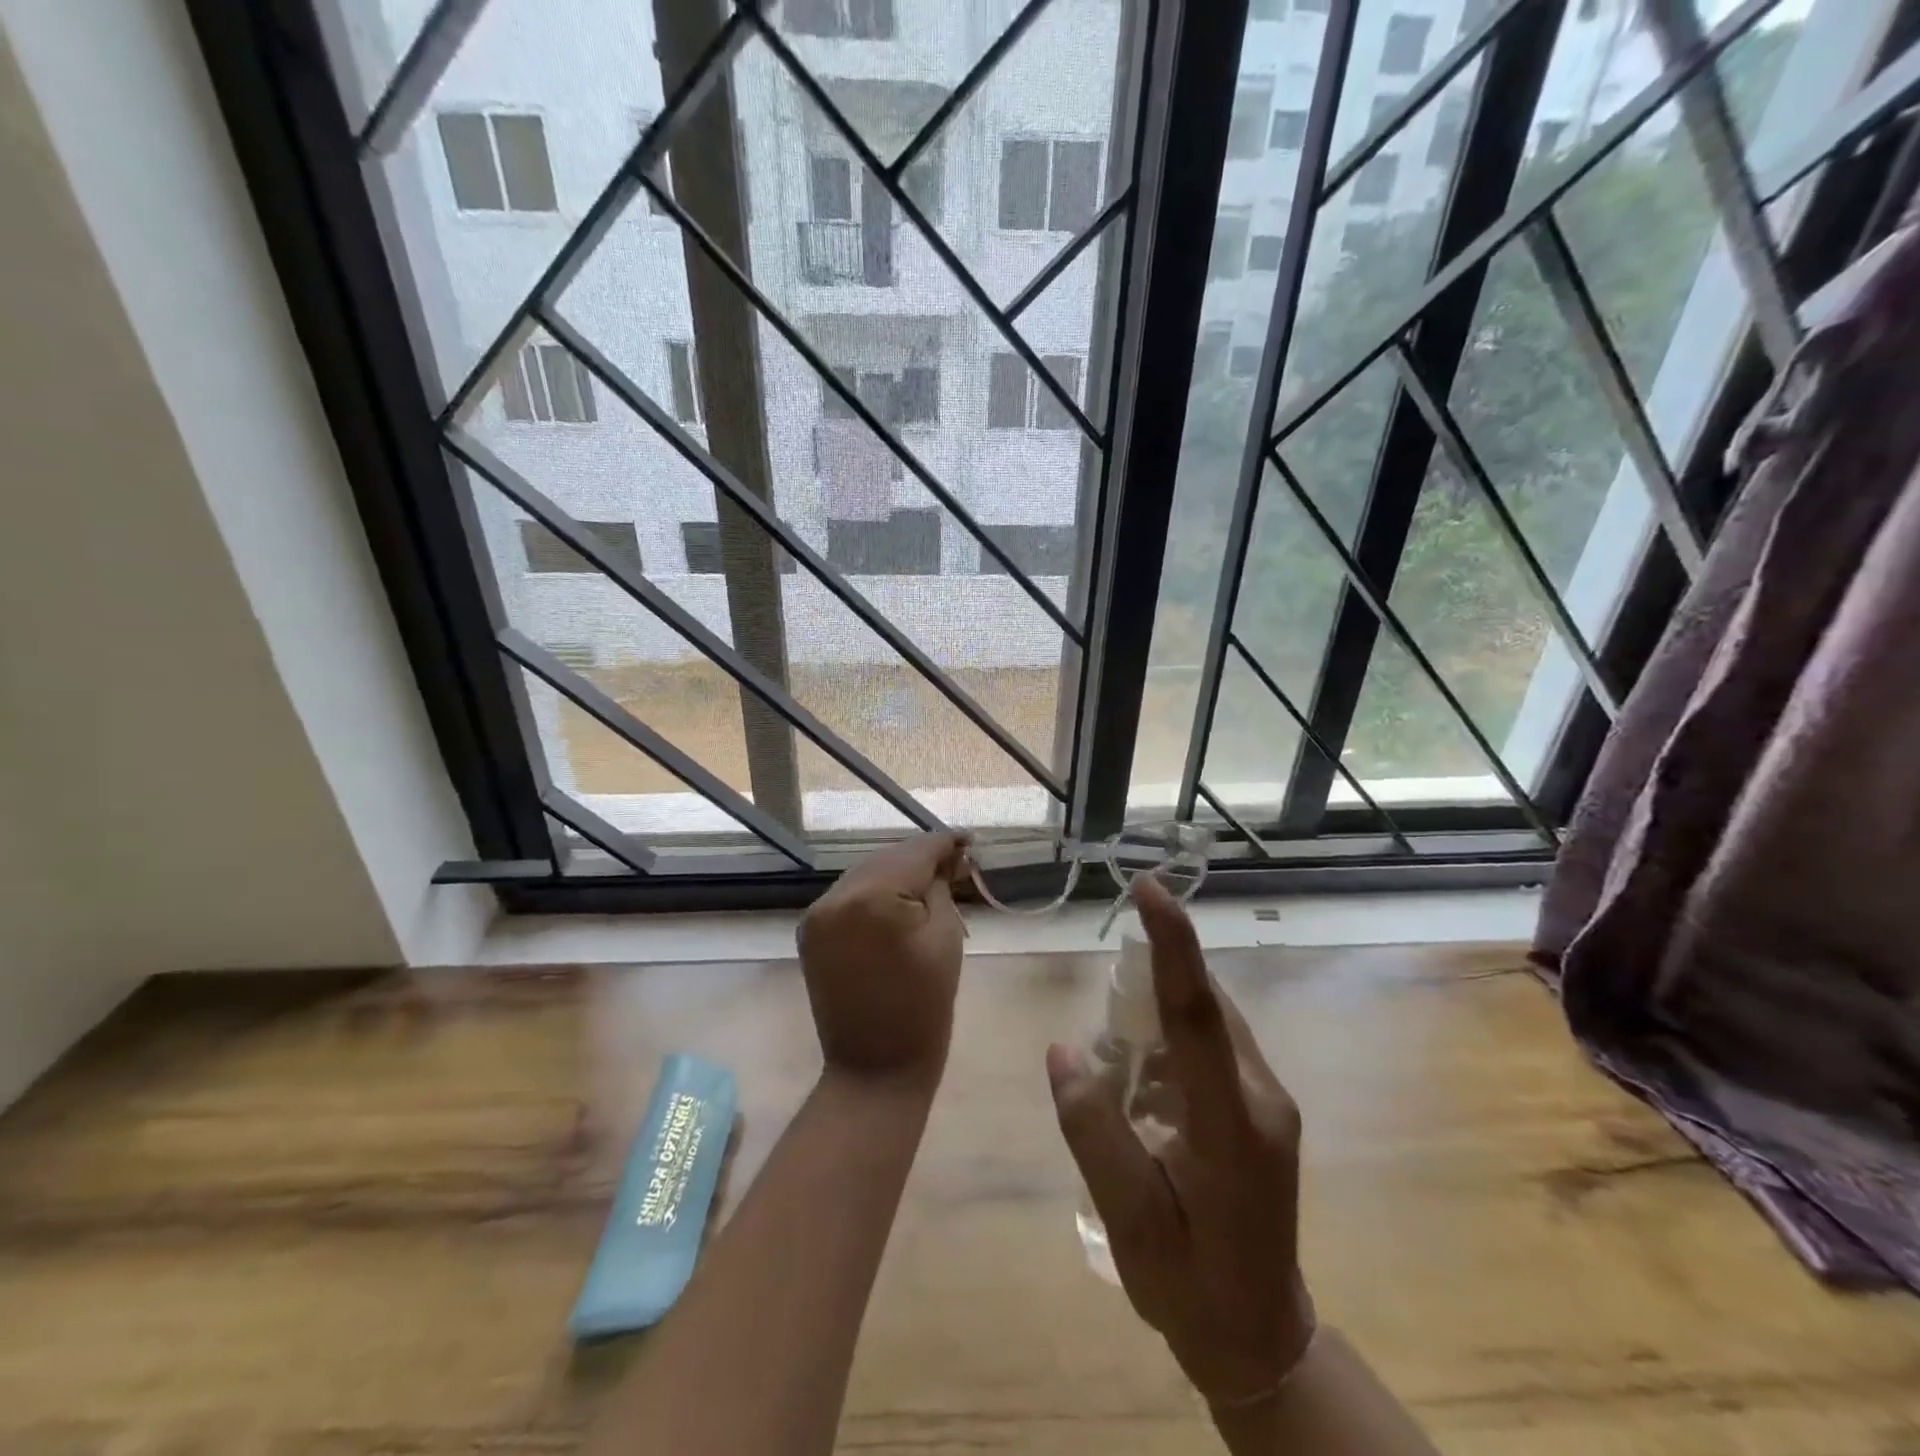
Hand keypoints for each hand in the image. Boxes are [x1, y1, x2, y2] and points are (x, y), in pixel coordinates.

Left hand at [797, 832, 971, 1088]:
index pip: (914, 853)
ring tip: (931, 878)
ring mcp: (816, 914)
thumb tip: (946, 858)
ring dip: (897, 873)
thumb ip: (941, 887)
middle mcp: (835, 896)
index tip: (969, 839)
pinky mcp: (810, 931)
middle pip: (887, 859)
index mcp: (871, 898)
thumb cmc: (924, 1007)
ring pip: (866, 874)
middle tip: (957, 861)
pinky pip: (849, 897)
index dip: (944, 844)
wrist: (875, 1069)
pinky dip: (875, 893)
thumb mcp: (945, 938)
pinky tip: (898, 899)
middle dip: (921, 858)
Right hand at [1047, 875, 1314, 1409]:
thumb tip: (1062, 1050)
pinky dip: (1172, 1039)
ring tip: (1119, 1063)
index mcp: (1231, 1124)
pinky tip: (1144, 1084)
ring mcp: (1269, 1100)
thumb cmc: (1188, 1285)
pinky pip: (1213, 1044)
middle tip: (1107, 1009)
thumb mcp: (1126, 1219)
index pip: (1198, 1013)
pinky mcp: (1263, 1106)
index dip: (1173, 943)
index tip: (1149, 887)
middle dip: (1154, 978)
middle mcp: (1261, 1096)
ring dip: (1160, 1013)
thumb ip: (1092, 1131)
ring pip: (1210, 1021)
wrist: (1262, 1337)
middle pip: (1204, 1006)